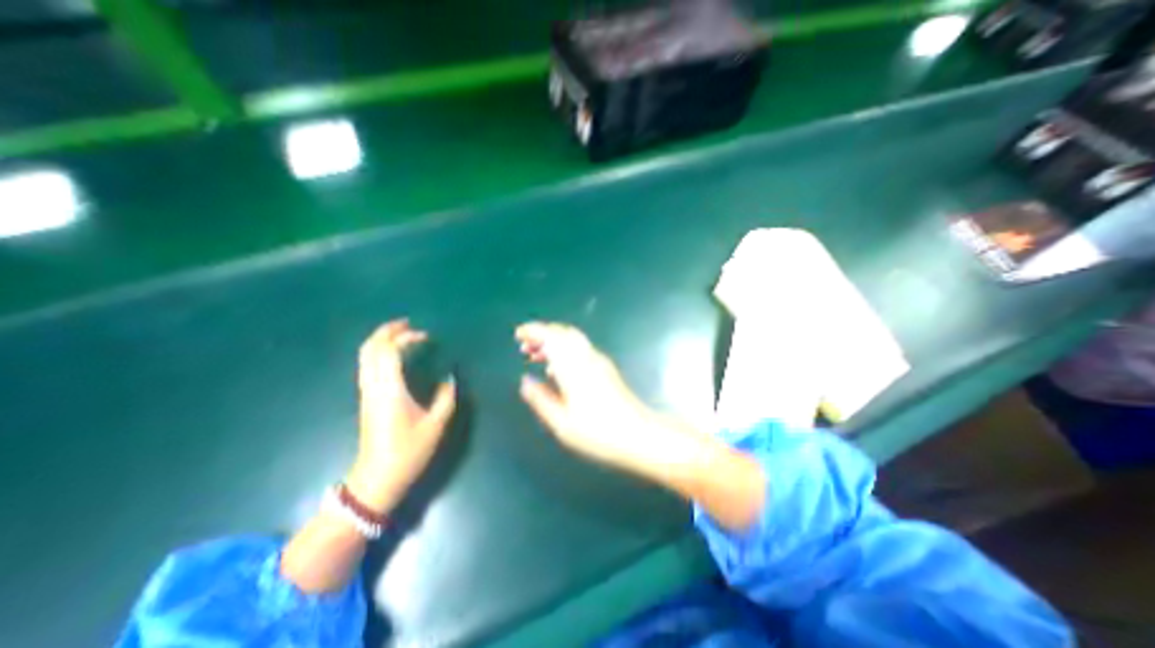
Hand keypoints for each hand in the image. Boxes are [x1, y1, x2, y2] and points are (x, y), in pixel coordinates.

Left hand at [344, 318, 452, 514]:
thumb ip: (446, 398)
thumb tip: (449, 379)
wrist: (377, 478)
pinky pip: (367, 366)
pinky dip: (377, 352)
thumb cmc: (408, 451)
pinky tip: (392, 355)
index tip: (426, 337)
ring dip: (380, 340)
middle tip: (407, 323)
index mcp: (390, 390)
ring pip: (364, 357)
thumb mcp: (435, 425)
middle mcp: (374, 386)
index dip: (407, 338)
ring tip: (399, 333)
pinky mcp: (366, 399)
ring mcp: (366, 392)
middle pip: (371, 349)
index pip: (391, 352)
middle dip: (387, 332)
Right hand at [518, 321, 708, 480]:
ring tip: (535, 356)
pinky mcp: (605, 368)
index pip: (551, 336)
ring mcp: (598, 361)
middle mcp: (586, 357)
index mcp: (573, 367)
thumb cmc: (598, 432)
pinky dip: (564, 350)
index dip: (534, 331)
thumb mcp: (562, 423)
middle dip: (542, 334)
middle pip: (563, 332)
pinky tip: (557, 369)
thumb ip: (541, 399)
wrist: (638, 434)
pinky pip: (580, 349)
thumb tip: (525, 382)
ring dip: (552, 341)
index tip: (518, 334)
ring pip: (572, 339)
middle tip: (524, 346)